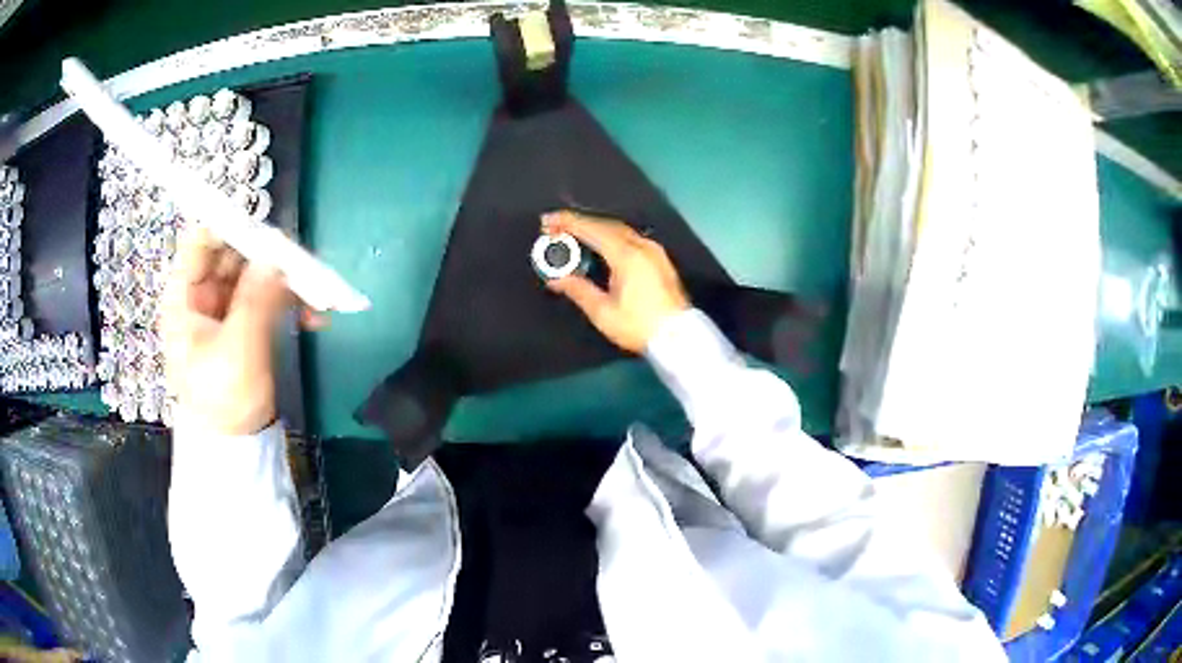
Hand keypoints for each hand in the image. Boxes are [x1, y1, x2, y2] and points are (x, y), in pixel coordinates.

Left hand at [160, 227, 310, 434]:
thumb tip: (276, 254)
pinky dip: (290, 302)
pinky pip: (268, 297)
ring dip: (287, 282)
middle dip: (269, 257)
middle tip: (303, 266)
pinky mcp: (244, 323)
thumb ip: (256, 298)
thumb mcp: (238, 350)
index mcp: (184, 297)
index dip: (229, 228)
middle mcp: (202, 295)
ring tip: (319, 299)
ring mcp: (224, 309)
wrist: (235, 448)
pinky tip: (314, 317)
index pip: (201, 242)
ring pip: (256, 275)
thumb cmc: (224, 401)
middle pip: (234, 254)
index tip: (266, 232)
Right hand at [543, 210, 688, 352]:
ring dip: (594, 227)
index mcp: (626, 255)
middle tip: (554, 226)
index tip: (546, 220)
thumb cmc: (638, 325)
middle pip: (605, 225)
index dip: (568, 223)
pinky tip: (600, 242)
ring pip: (619, 229)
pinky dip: (610, 234)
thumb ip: (578, 290)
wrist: (679, 337)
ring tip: (573, 232)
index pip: (592, 230)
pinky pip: (630, 237)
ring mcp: (653, 250)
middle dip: (579, 222)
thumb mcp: (603, 312)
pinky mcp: (659, 258)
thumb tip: (555, 279)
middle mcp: (641, 245)